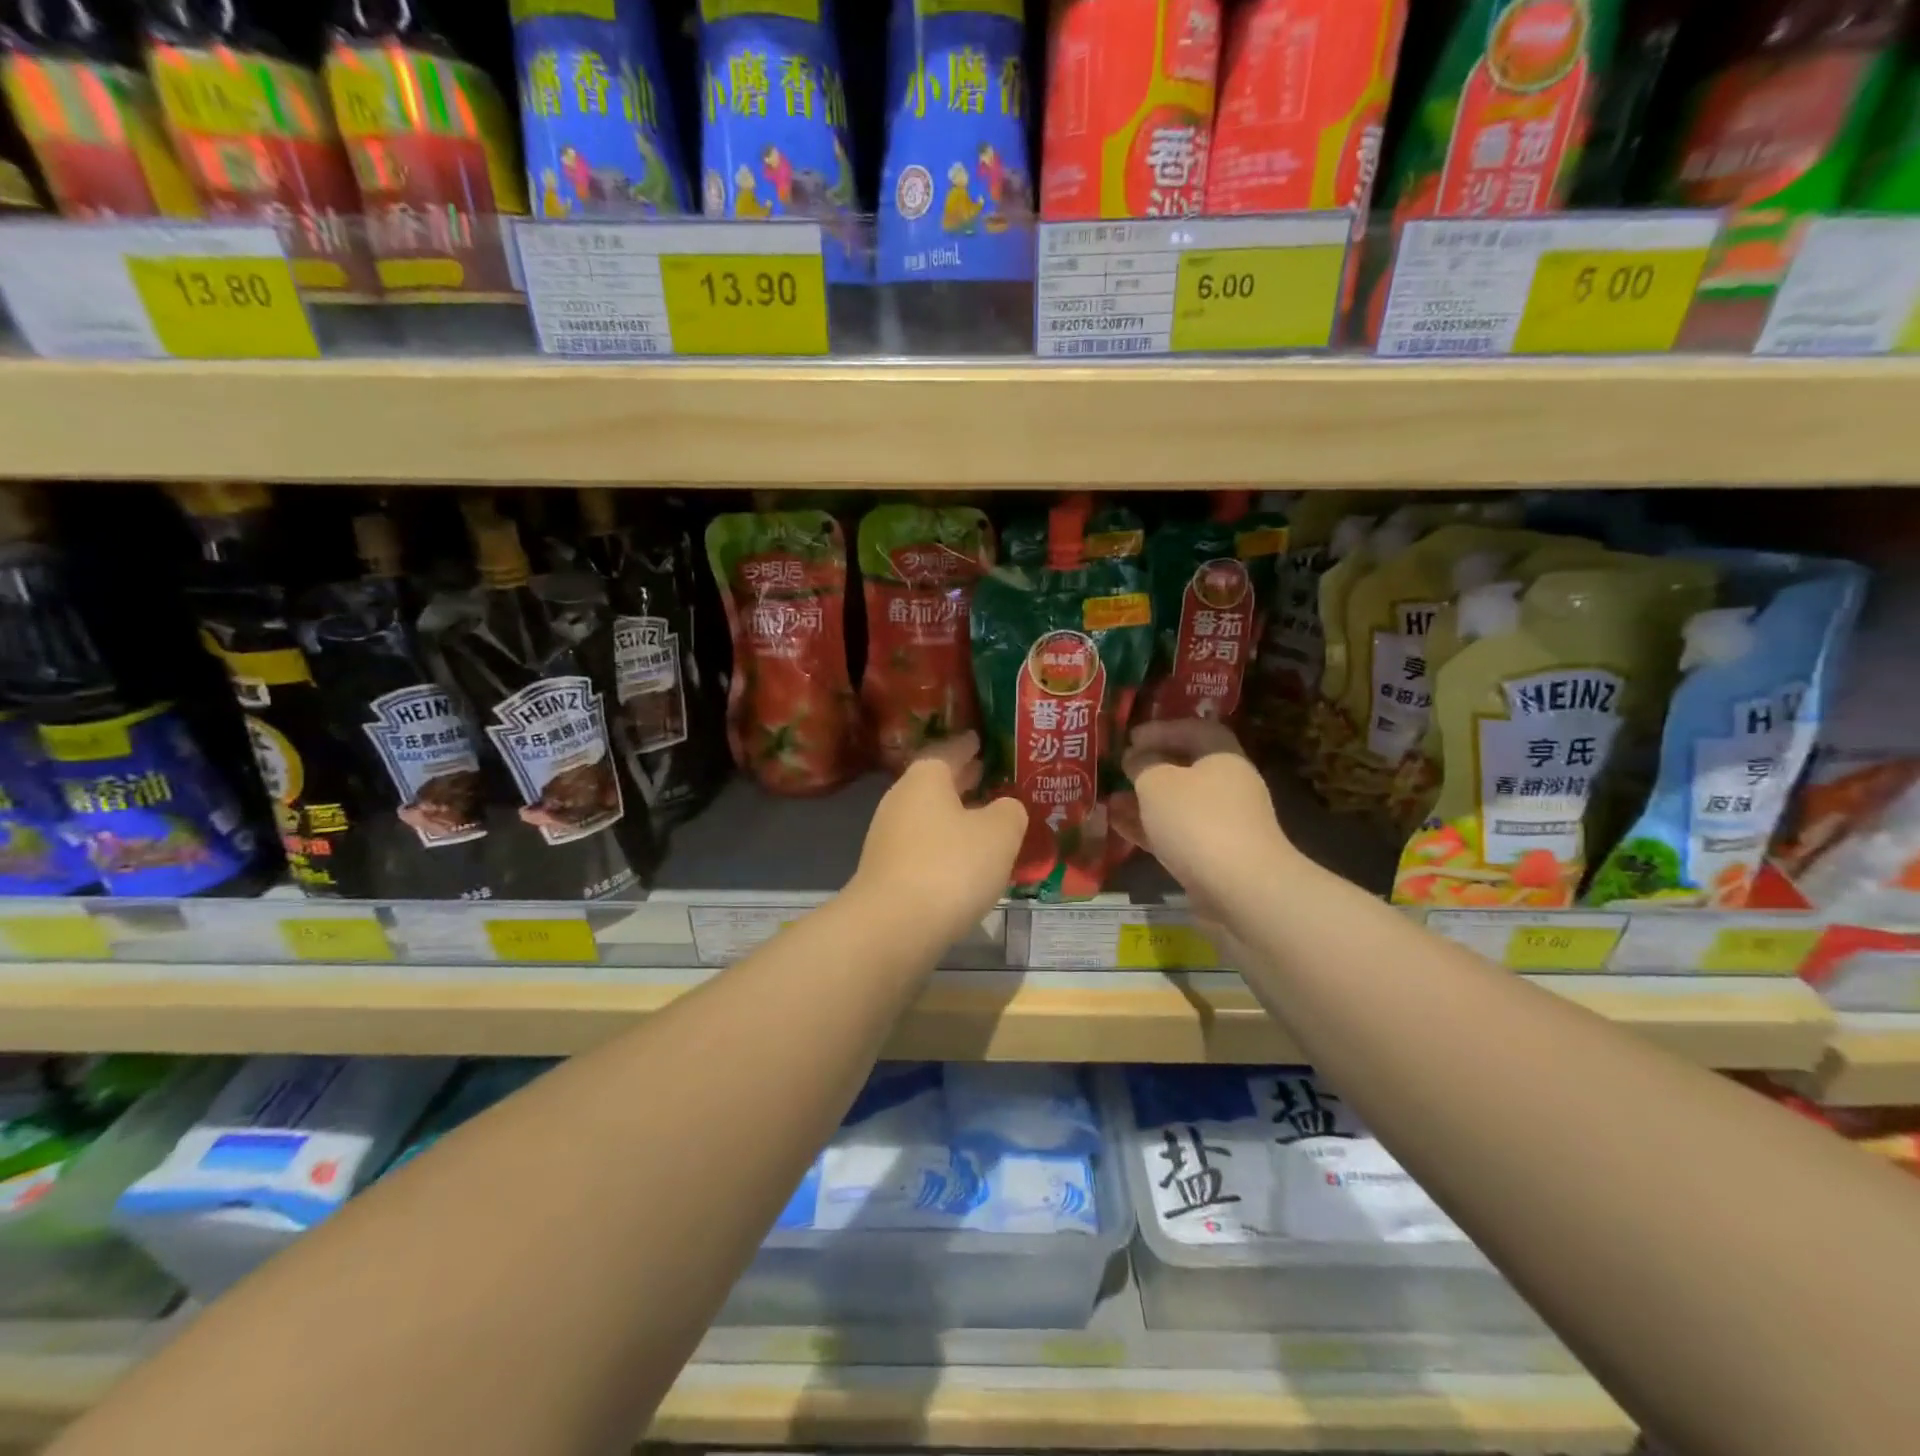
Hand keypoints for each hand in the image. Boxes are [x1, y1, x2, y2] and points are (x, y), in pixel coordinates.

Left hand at [850, 732, 1027, 944]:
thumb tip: (1005, 808)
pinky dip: (944, 845)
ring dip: (955, 815)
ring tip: (985, 818)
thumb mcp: (1000, 833)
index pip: (949, 750)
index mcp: (925, 778)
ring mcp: (888, 837)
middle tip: (990, 774)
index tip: (981, 740)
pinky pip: (923, 846)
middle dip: (963, 779)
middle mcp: (900, 800)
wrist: (894, 926)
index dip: (968, 745)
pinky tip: (965, 859)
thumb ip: (1009, 811)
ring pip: (929, 816)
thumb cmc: (951, 866)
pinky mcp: (887, 872)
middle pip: (935, 783)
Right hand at [1120, 720, 1295, 899]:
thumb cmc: (1197, 821)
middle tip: (1119, 769)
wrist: (1240, 890)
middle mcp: (1228, 787)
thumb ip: (1142, 765)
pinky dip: (1149, 828)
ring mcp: (1222, 824)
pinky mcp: (1213, 857)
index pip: (1194, 730)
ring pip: (1177, 804)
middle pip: (1186, 768)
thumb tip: (1135, 758)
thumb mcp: (1158, 783)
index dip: (1161, 729)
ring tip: (1110, 800)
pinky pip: (1176, 833)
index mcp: (1223, 757)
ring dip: (1144, 800)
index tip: (1130, 737)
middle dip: (1150, 768)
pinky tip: (1119, 826)